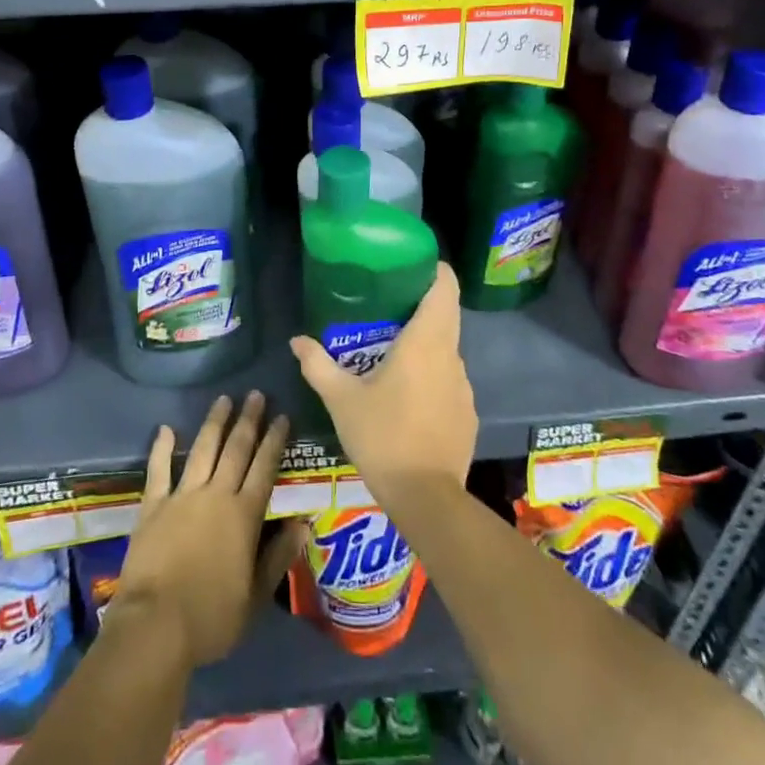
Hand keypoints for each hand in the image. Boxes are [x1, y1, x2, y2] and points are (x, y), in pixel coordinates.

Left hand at [113, 391, 304, 668]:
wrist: (155, 625)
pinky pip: (159, 469)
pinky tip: (165, 428)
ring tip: (223, 399)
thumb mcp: (255, 597)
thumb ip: (278, 557)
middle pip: (236, 449)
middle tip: (256, 394)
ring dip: (214, 423)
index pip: (264, 468)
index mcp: (244, 515)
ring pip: (203, 449)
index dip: (274, 440)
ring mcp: (183, 496)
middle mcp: (216, 495)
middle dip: (248, 420)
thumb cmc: (211, 618)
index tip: (282, 415)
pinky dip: (161, 447)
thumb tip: (303, 524)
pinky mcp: (153, 505)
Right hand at [289, 262, 476, 515]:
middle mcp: (451, 356)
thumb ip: (318, 365)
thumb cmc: (383, 436)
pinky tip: (410, 399)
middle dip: (422, 305)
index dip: (435, 270)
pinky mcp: (468, 414)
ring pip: (447, 350)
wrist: (427, 499)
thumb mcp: (341, 400)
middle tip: (389, 305)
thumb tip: (297, 340)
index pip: (444, 288)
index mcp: (425, 341)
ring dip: (426, 345)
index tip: (414, 265)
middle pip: (446, 315)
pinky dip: (432, 378)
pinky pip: (450, 382)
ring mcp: (464, 386)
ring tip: (394, 354)